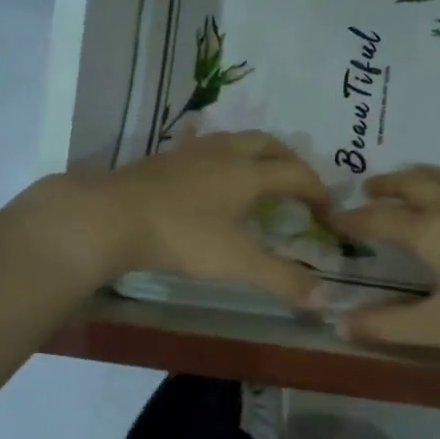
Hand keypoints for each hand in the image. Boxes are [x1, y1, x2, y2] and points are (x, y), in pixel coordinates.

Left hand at [41, 132, 334, 306]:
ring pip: (236, 140)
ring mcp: (192, 152)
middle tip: (298, 184)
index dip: (317, 189)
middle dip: (290, 160)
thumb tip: (324, 298)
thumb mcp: (236, 262)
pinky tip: (211, 179)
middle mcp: (225, 153)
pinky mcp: (166, 158)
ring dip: (256, 154)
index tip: (327, 208)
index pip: (296, 172)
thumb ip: (281, 278)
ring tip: (258, 178)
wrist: (111, 216)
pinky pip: (207, 148)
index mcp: (249, 173)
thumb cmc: (182, 236)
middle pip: (269, 144)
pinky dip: (224, 159)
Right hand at [330, 166, 439, 367]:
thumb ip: (388, 325)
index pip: (380, 218)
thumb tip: (340, 325)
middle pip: (412, 183)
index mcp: (431, 230)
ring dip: (416, 176)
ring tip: (405, 183)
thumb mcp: (439, 326)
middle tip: (365, 189)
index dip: (352, 219)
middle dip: (384, 185)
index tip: (329, 218)